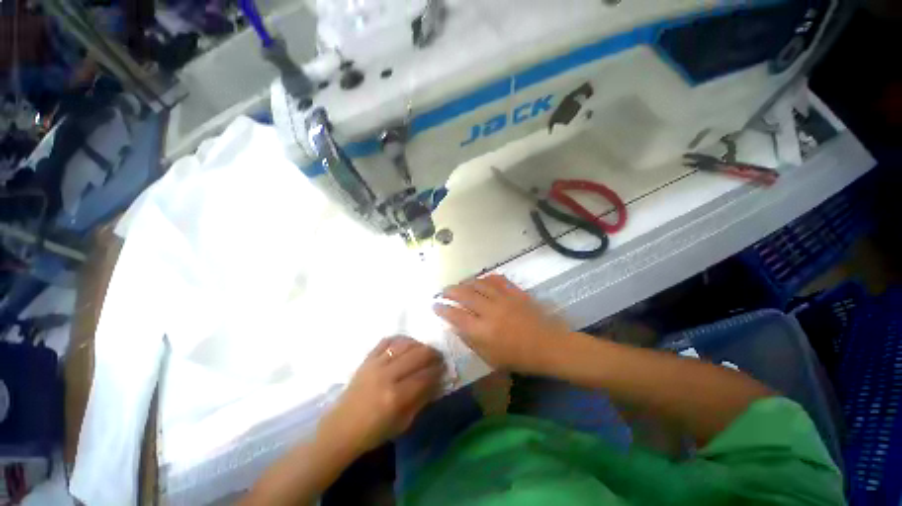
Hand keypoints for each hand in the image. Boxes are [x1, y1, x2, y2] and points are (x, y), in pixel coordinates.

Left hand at [319, 336, 444, 454]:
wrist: (341, 428)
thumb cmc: (374, 431)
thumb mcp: (403, 423)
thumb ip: (421, 400)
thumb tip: (437, 381)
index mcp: (396, 397)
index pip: (425, 376)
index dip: (438, 370)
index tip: (444, 368)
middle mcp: (387, 376)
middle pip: (417, 355)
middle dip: (432, 354)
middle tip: (438, 357)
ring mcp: (375, 365)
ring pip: (404, 344)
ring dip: (419, 345)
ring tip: (424, 350)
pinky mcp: (367, 359)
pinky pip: (386, 341)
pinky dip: (399, 339)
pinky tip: (406, 344)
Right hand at [433, 275, 569, 372]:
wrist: (549, 346)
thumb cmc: (519, 358)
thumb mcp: (490, 358)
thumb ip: (471, 341)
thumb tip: (456, 326)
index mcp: (482, 331)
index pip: (455, 316)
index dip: (442, 309)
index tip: (435, 305)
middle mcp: (489, 311)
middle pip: (464, 295)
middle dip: (450, 291)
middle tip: (443, 291)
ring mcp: (503, 299)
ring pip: (478, 284)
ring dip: (465, 283)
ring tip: (459, 285)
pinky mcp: (514, 292)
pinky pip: (496, 279)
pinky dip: (486, 278)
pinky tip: (481, 280)